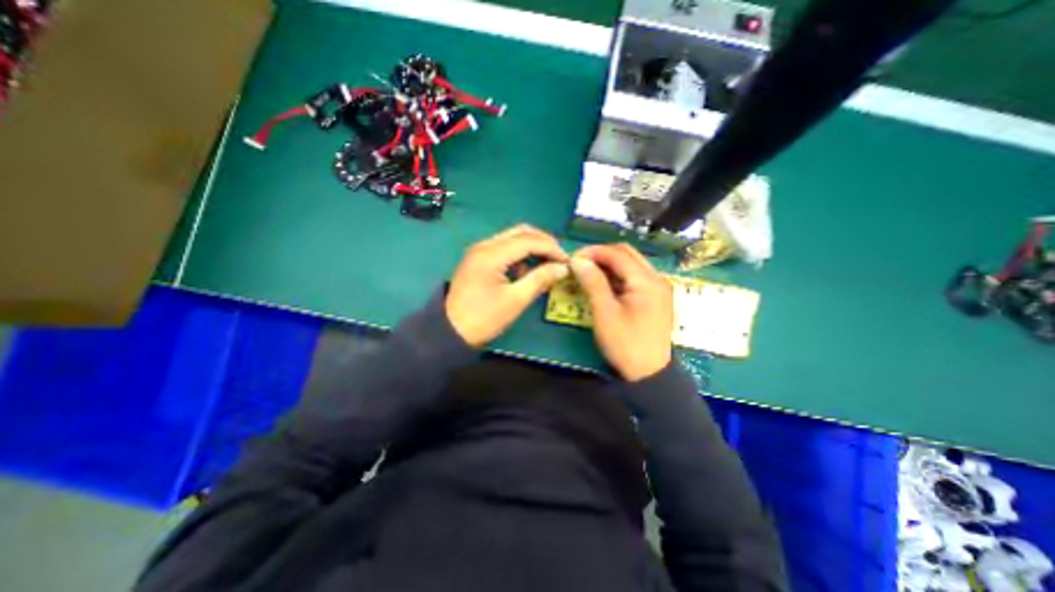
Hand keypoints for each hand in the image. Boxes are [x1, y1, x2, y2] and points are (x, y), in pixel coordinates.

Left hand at [449, 225, 572, 345]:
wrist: (450, 332)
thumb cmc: (483, 319)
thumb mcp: (515, 301)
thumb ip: (540, 279)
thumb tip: (563, 268)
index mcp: (491, 254)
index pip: (528, 240)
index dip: (551, 248)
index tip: (567, 261)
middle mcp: (484, 246)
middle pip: (520, 232)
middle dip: (543, 242)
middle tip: (559, 258)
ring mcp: (480, 251)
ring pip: (512, 238)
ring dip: (532, 247)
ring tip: (547, 264)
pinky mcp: (479, 259)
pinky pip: (504, 248)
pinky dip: (520, 254)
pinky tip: (527, 270)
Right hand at [569, 243, 676, 380]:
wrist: (649, 375)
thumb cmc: (625, 344)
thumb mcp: (605, 313)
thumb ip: (593, 283)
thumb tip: (578, 260)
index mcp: (647, 280)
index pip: (617, 254)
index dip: (593, 252)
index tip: (572, 258)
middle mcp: (656, 278)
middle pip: (627, 254)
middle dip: (602, 254)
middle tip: (580, 263)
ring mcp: (657, 287)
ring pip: (631, 264)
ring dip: (609, 264)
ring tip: (587, 271)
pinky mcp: (654, 297)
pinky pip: (634, 277)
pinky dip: (617, 276)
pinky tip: (602, 283)